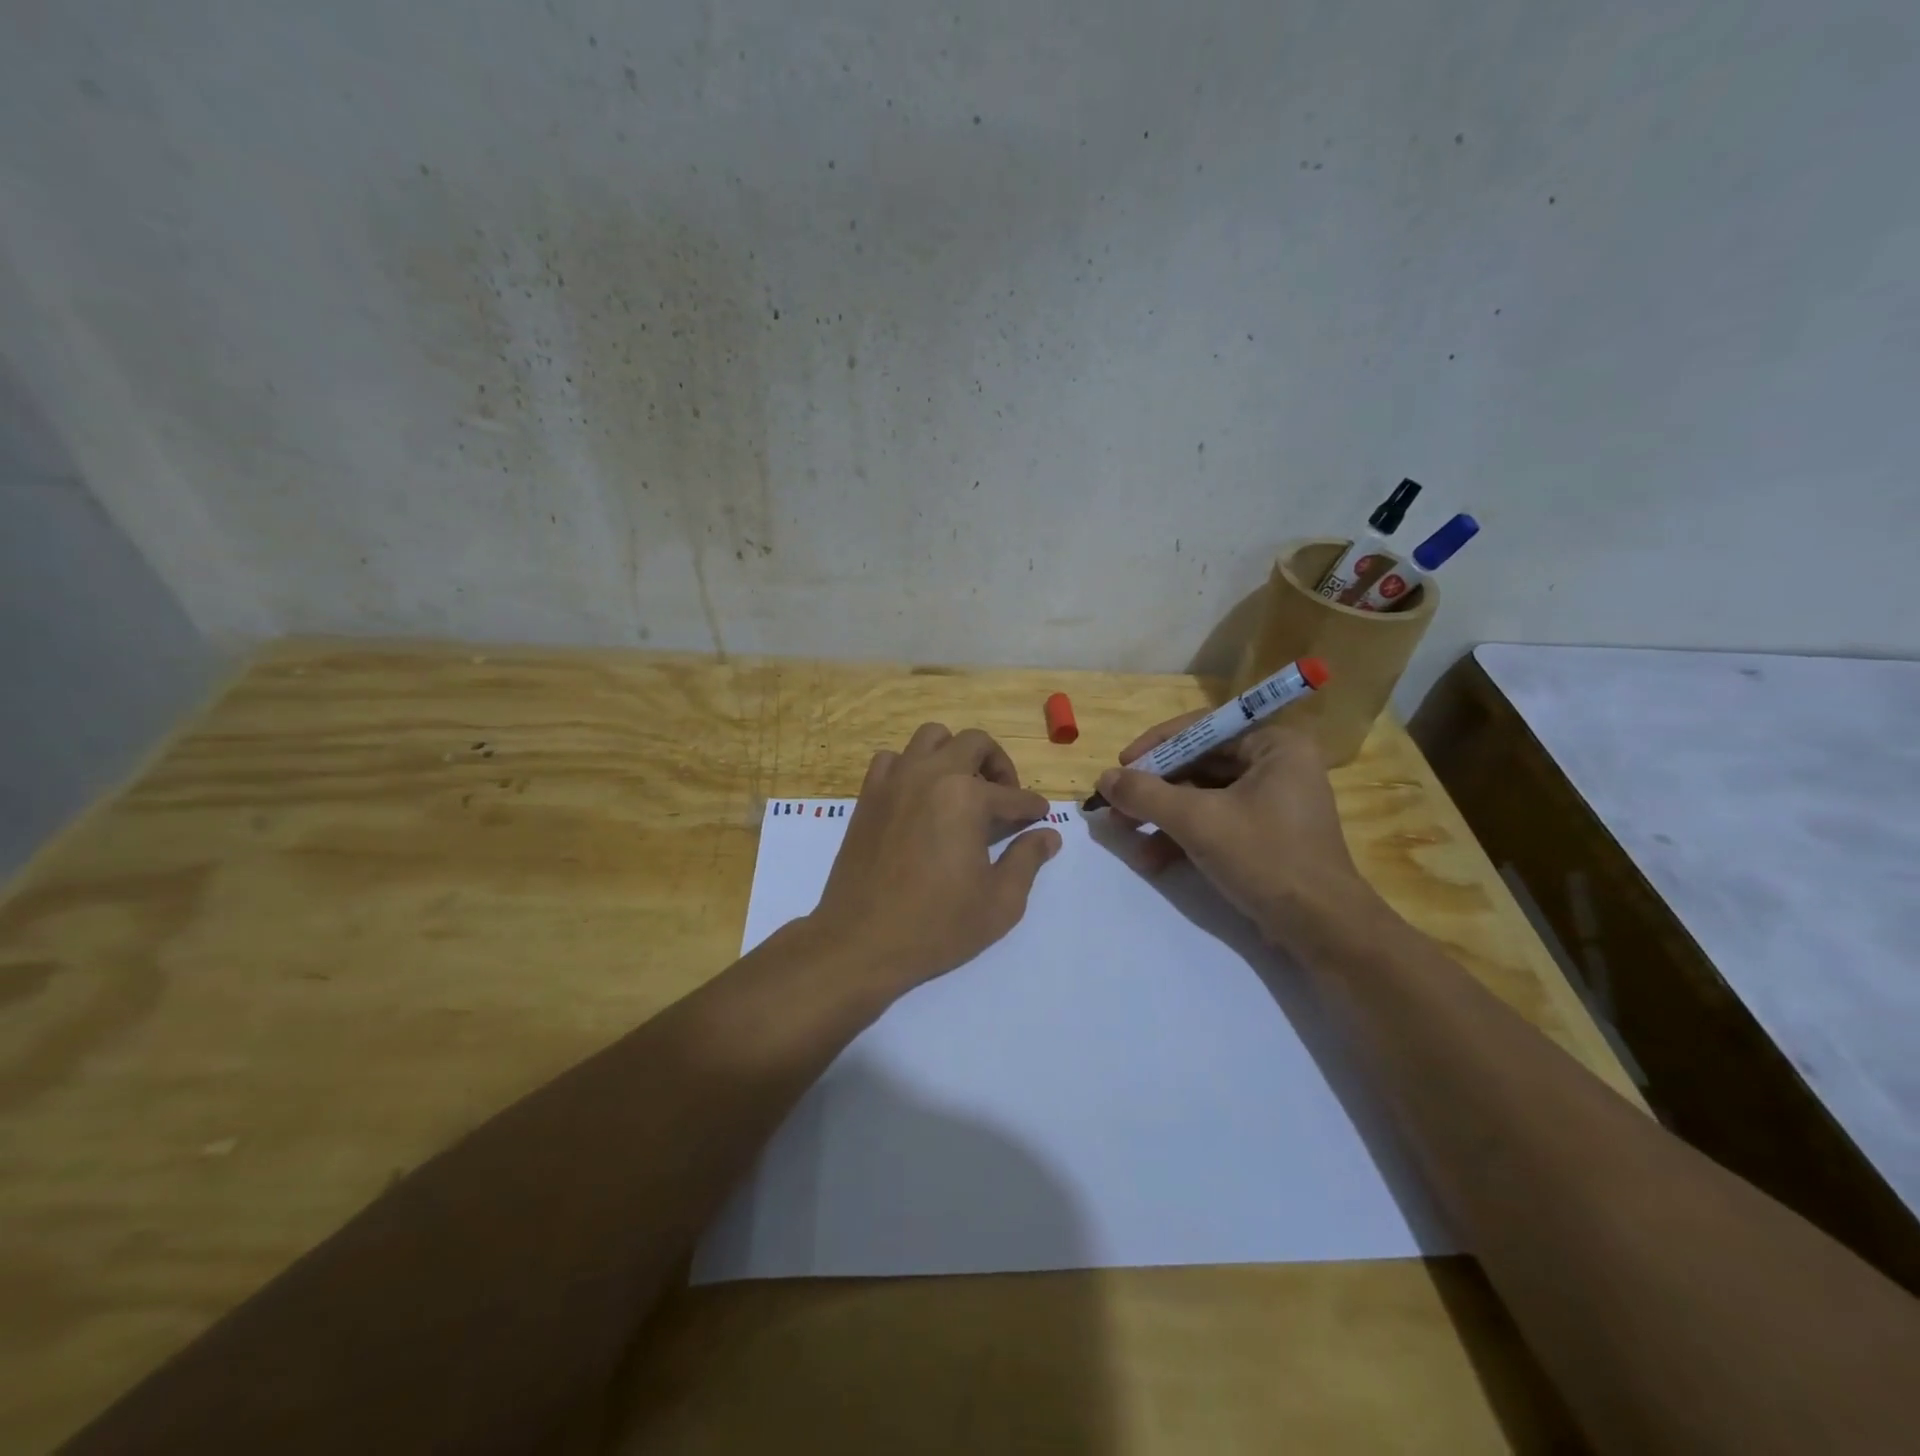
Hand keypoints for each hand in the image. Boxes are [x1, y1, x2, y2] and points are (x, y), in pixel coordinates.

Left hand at [807, 724, 1062, 994]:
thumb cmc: (937, 926)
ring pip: (931, 738)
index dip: (1033, 809)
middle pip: (975, 744)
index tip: (1040, 818)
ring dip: (954, 754)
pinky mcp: (868, 795)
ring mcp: (895, 780)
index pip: (1014, 795)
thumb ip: (1027, 860)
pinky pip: (892, 759)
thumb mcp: (1000, 902)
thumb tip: (1048, 835)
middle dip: (999, 766)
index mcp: (967, 797)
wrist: (861, 941)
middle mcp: (931, 775)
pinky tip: (919, 797)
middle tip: (1004, 798)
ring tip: (962, 789)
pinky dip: (911, 766)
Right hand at [1094, 718, 1380, 954]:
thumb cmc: (1265, 858)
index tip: (1121, 766)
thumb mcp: (1197, 821)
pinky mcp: (1265, 836)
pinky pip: (1215, 822)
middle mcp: (1276, 765)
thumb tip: (1104, 779)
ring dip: (1162, 816)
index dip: (1157, 745)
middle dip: (1154, 788)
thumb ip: (1146, 794)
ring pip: (1202, 796)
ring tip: (1125, 835)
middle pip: (1199, 764)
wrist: (1322, 928)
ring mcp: (1272, 802)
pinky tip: (1153, 860)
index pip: (1203, 728)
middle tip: (1115, 805)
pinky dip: (1183, 837)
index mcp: (1274, 745)